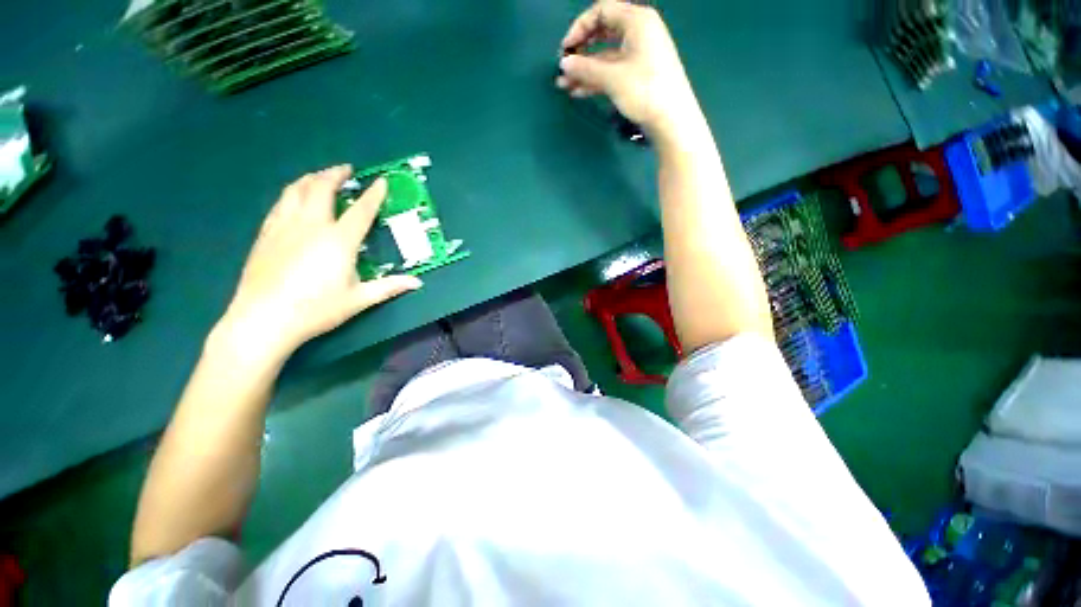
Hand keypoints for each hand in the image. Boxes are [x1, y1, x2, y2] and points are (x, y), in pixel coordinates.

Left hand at [218, 165, 421, 360]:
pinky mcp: (266, 234)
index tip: (381, 181)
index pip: (361, 210)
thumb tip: (417, 283)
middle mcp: (311, 225)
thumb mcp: (359, 299)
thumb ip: (389, 287)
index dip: (373, 194)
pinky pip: (280, 204)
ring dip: (311, 178)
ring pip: (296, 190)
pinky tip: (294, 198)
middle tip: (346, 169)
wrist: (264, 319)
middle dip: (335, 174)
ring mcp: (284, 226)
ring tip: (320, 176)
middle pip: (321, 188)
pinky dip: (291, 193)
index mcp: (338, 240)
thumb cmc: (317, 309)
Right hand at [556, 1, 699, 138]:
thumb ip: (585, 68)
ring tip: (565, 86)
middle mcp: (639, 32)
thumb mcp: (612, 77)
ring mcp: (639, 55)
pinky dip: (597, 79)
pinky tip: (580, 91)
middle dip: (581, 50)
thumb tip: (564, 63)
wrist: (671, 120)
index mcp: (637, 21)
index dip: (579, 27)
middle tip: (564, 67)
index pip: (602, 11)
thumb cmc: (644, 91)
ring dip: (585, 70)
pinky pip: (613, 70)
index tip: (565, 49)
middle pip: (603, 33)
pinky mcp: (639, 75)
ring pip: (606, 56)